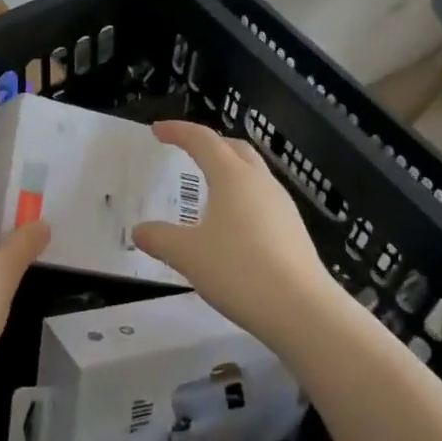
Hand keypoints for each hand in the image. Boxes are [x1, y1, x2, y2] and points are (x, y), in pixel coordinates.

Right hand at [132, 121, 343, 349]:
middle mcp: (259, 181)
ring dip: (229, 169)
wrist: (302, 309)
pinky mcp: (293, 228)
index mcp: (232, 176)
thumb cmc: (239, 271)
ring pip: (252, 172)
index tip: (156, 131)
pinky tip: (233, 224)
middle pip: (233, 148)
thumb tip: (139, 231)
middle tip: (187, 150)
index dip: (178, 131)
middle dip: (209, 143)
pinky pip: (262, 198)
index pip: (202, 139)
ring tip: (209, 187)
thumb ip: (160, 238)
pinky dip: (242, 196)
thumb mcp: (188, 255)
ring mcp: (282, 204)